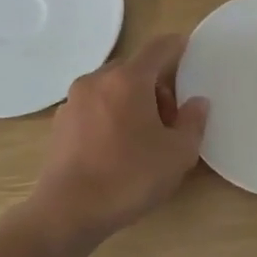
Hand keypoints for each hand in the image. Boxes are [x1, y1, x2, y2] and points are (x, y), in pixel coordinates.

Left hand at [31, 35, 209, 243]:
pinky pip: (93, 106)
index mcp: (128, 80)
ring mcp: (73, 100)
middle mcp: (97, 80)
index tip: (187, 48)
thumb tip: (197, 103)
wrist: (67, 211)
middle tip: (169, 118)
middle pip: (133, 69)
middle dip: (155, 85)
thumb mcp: (177, 154)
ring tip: (142, 135)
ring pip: (111, 87)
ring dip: (130, 100)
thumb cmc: (129, 177)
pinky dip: (109, 114)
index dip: (176, 45)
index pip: (158, 48)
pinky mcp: (60, 123)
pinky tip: (116, 146)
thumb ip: (193, 122)